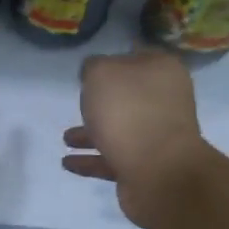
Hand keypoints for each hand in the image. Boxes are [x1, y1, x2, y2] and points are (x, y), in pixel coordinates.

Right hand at [62, 50, 211, 225]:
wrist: (157, 171)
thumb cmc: (129, 112)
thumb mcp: (102, 73)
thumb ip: (94, 66)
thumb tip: (95, 73)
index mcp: (161, 71)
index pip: (137, 57)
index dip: (114, 60)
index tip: (91, 70)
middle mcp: (163, 101)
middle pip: (128, 96)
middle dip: (101, 102)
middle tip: (78, 104)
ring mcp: (156, 136)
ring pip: (118, 129)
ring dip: (91, 134)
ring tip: (65, 139)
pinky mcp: (145, 166)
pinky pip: (112, 159)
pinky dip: (90, 160)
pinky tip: (67, 163)